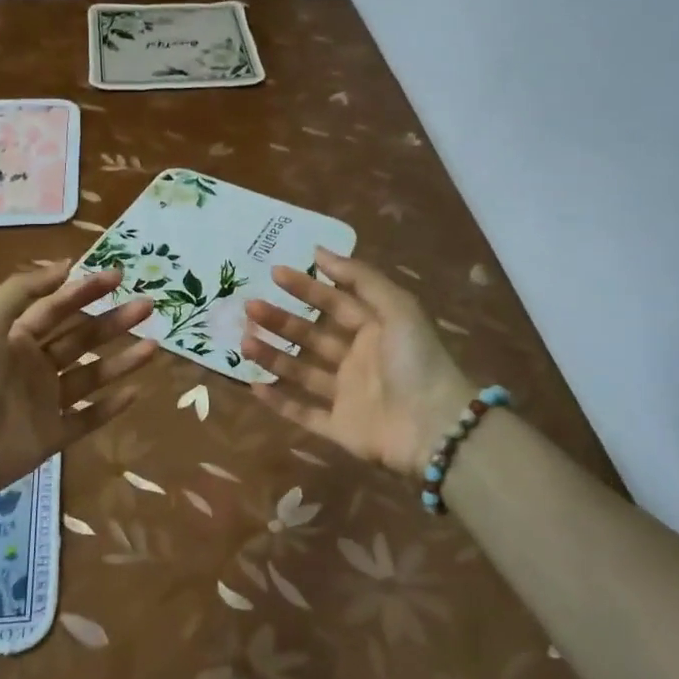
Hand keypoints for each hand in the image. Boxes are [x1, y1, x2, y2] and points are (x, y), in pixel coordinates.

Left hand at [0, 264, 157, 505]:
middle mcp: (35, 366)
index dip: (85, 290)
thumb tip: (64, 265)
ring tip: (154, 346)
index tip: (118, 275)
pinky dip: (111, 407)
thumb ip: (22, 290)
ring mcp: (46, 402)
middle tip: (147, 306)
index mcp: (16, 338)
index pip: (57, 307)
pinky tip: (136, 391)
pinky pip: (88, 418)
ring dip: (122, 360)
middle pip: (81, 338)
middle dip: (113, 321)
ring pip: (92, 376)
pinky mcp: (54, 435)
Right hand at [242, 248, 474, 477]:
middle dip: (281, 321)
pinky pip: (305, 413)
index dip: (307, 287)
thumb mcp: (397, 308)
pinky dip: (280, 402)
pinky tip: (254, 385)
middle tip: (250, 307)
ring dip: (273, 356)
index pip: (335, 302)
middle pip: (312, 336)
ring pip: (302, 372)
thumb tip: (320, 250)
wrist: (434, 427)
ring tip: (244, 341)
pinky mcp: (341, 428)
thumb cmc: (416, 361)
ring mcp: (348, 395)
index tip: (275, 272)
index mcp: (376, 330)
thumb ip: (360, 278)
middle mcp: (359, 359)